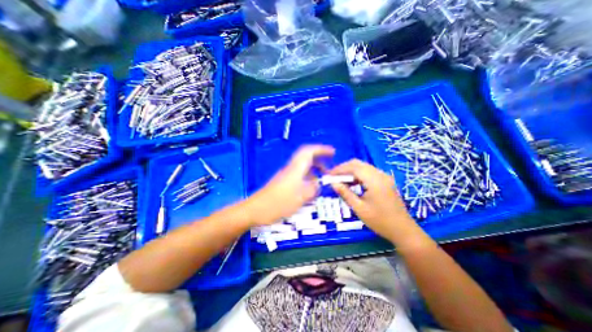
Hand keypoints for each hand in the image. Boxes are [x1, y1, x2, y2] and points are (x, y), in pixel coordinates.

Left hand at [245, 144, 331, 225]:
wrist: (256, 210)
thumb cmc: (278, 203)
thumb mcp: (300, 198)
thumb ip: (312, 189)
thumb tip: (318, 184)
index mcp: (295, 168)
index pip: (308, 151)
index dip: (321, 149)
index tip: (332, 152)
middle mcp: (291, 169)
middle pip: (306, 157)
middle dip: (319, 159)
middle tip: (330, 165)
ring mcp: (286, 175)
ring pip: (303, 166)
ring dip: (314, 168)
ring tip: (323, 177)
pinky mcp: (283, 182)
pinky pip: (299, 175)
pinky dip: (308, 177)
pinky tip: (311, 186)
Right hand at [331, 160, 417, 244]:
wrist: (403, 230)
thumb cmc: (380, 221)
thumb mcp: (359, 208)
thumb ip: (345, 193)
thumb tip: (333, 183)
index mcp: (375, 181)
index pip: (354, 167)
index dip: (340, 169)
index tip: (329, 175)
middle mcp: (381, 175)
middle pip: (359, 164)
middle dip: (344, 168)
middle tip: (334, 176)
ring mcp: (385, 177)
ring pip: (364, 167)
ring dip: (351, 171)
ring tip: (341, 180)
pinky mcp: (386, 181)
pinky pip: (369, 172)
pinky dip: (359, 175)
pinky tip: (353, 183)